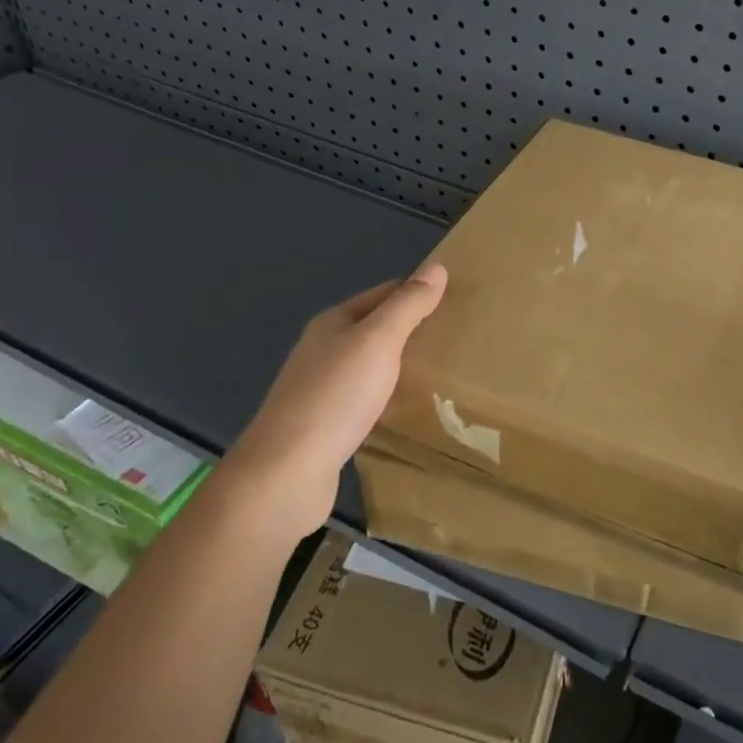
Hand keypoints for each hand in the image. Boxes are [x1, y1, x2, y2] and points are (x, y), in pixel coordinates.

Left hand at [228, 264, 446, 536]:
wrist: (285, 475)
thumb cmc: (335, 398)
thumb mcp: (378, 341)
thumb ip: (408, 306)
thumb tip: (436, 267)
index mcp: (332, 324)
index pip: (384, 294)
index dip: (417, 294)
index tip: (457, 303)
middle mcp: (323, 352)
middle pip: (375, 330)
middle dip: (412, 331)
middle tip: (457, 340)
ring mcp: (320, 391)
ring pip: (370, 367)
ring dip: (400, 367)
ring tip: (441, 374)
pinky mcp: (325, 428)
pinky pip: (365, 402)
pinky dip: (388, 399)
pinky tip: (406, 411)